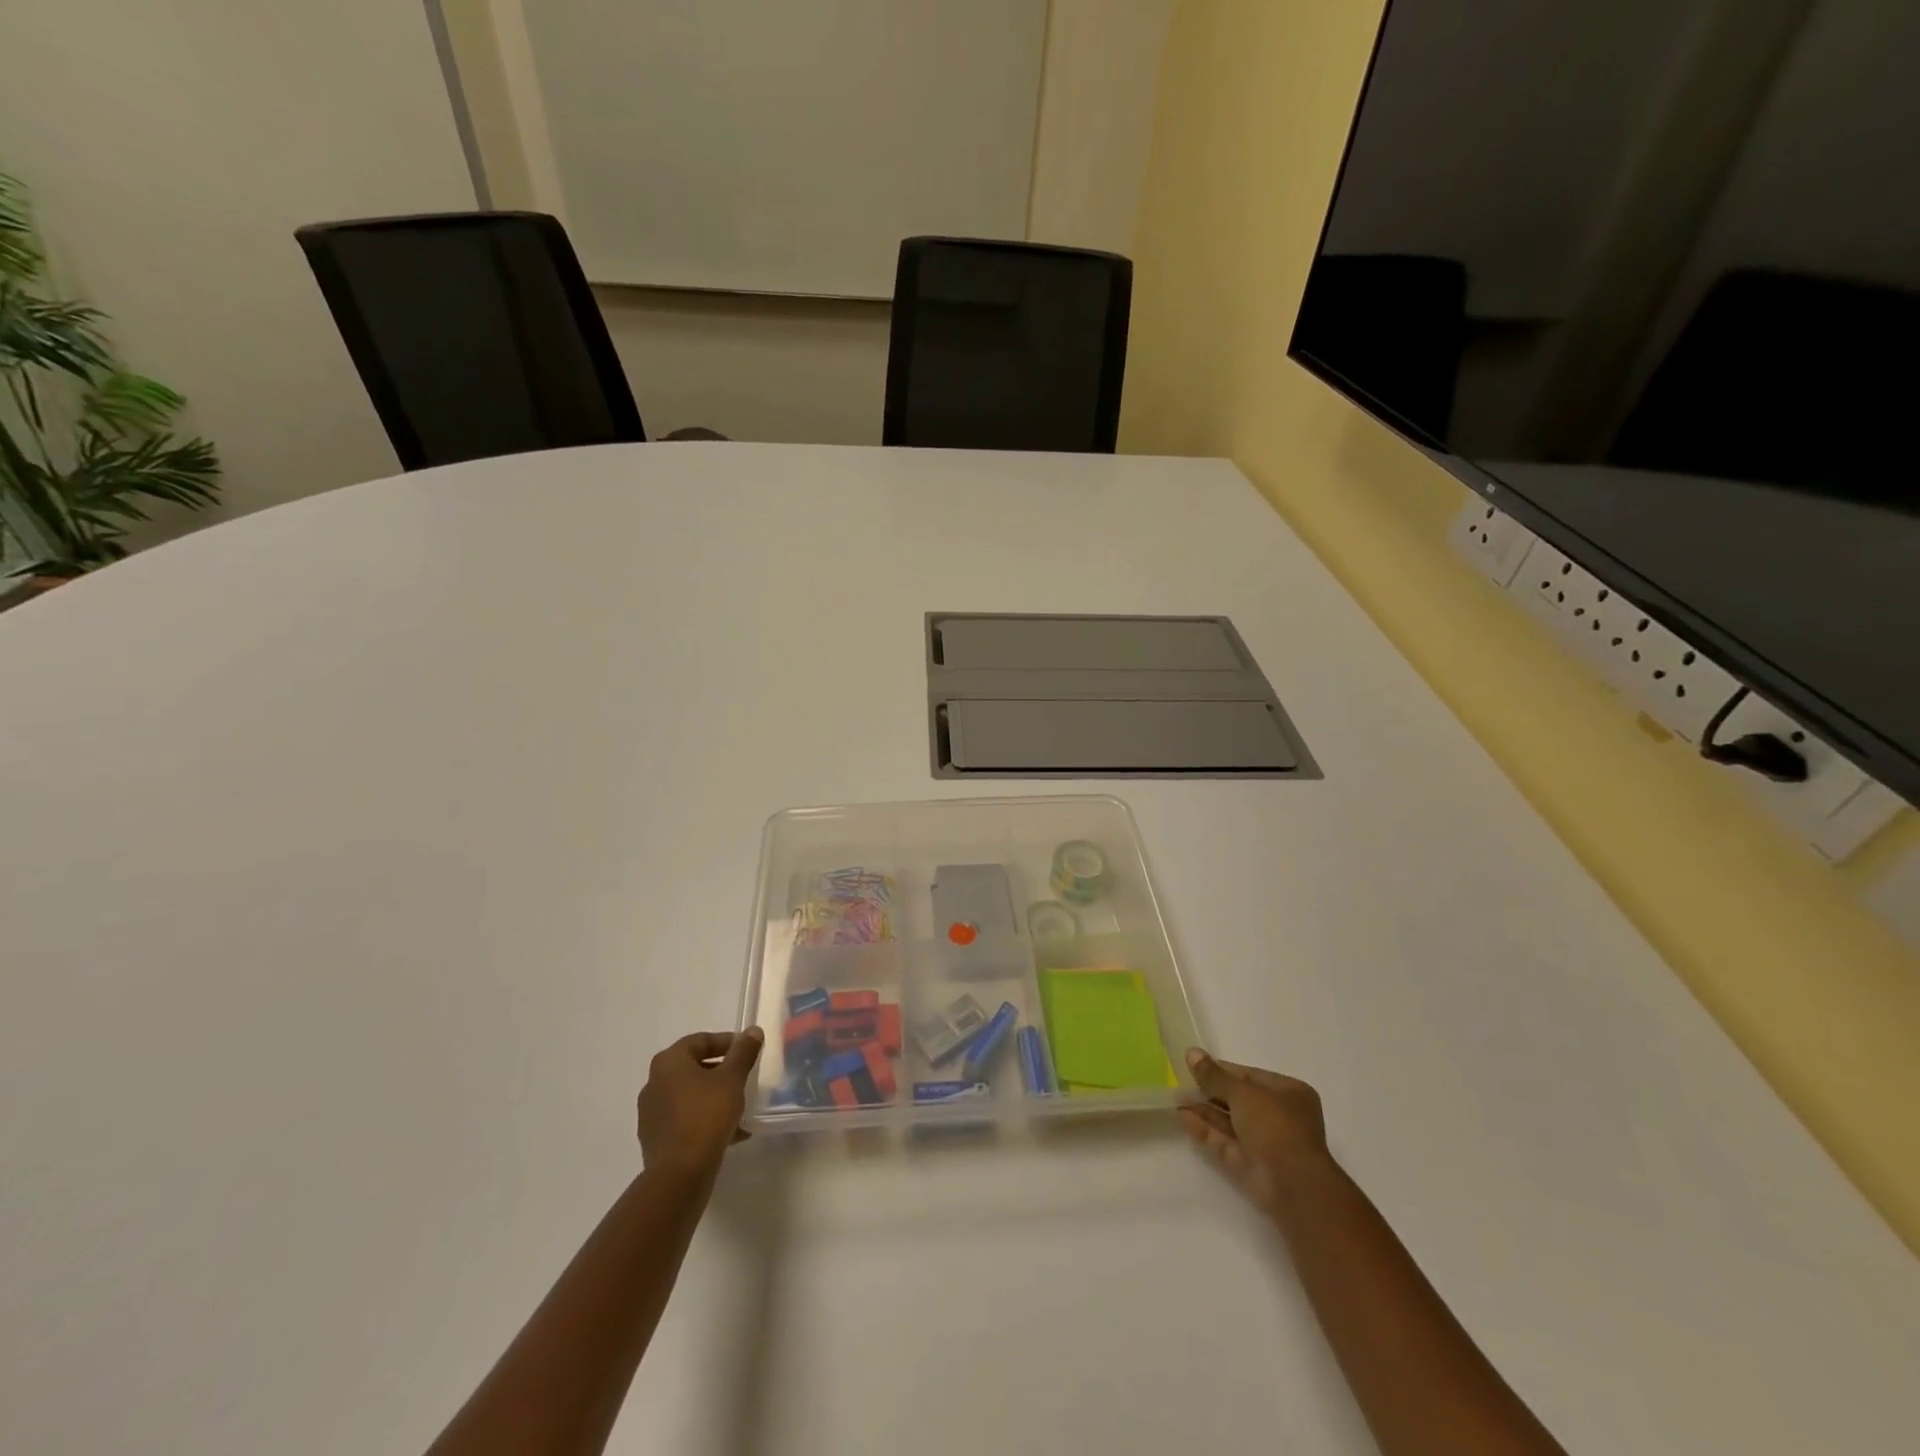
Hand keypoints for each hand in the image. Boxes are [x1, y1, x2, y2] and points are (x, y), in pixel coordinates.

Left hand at [636, 1029, 763, 1178]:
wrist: (680, 1173)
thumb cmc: (707, 1115)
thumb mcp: (732, 1078)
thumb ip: (743, 1052)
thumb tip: (752, 1030)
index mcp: (669, 1062)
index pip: (700, 1041)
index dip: (726, 1042)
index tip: (747, 1051)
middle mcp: (654, 1083)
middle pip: (693, 1068)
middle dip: (721, 1071)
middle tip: (744, 1077)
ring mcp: (651, 1114)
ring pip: (689, 1096)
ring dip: (714, 1097)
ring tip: (740, 1107)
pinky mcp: (655, 1140)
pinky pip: (684, 1120)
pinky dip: (705, 1120)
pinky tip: (730, 1132)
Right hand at [1179, 1047, 1330, 1217]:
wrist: (1293, 1185)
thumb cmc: (1275, 1125)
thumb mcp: (1243, 1092)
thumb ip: (1214, 1075)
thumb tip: (1191, 1053)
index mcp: (1288, 1093)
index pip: (1250, 1076)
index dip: (1222, 1070)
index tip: (1195, 1064)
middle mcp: (1279, 1117)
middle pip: (1238, 1099)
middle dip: (1210, 1091)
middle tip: (1181, 1081)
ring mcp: (1265, 1143)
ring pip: (1230, 1122)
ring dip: (1204, 1110)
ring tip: (1176, 1097)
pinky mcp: (1250, 1165)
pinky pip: (1225, 1141)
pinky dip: (1205, 1130)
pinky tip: (1182, 1116)